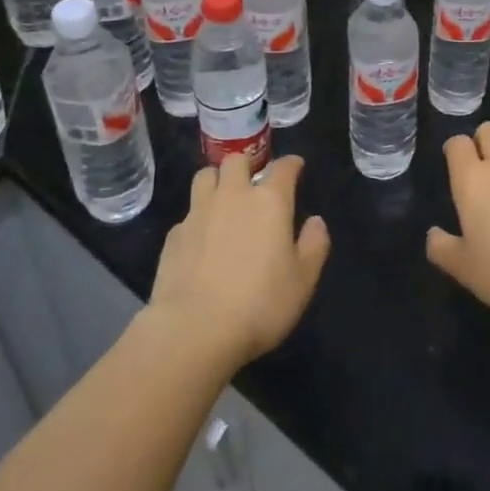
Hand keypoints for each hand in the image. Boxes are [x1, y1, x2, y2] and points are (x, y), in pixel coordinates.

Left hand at [148, 154, 329, 368]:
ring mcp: (198, 213)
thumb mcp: (302, 281)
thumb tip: (316, 222)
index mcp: (269, 201)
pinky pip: (187, 215)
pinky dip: (197, 220)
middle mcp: (233, 196)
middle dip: (247, 165)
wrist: (193, 331)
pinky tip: (200, 240)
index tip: (296, 166)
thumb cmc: (259, 304)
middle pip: (236, 160)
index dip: (291, 163)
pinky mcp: (173, 236)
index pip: (283, 167)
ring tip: (223, 199)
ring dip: (216, 181)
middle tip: (253, 182)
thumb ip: (314, 245)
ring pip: (205, 177)